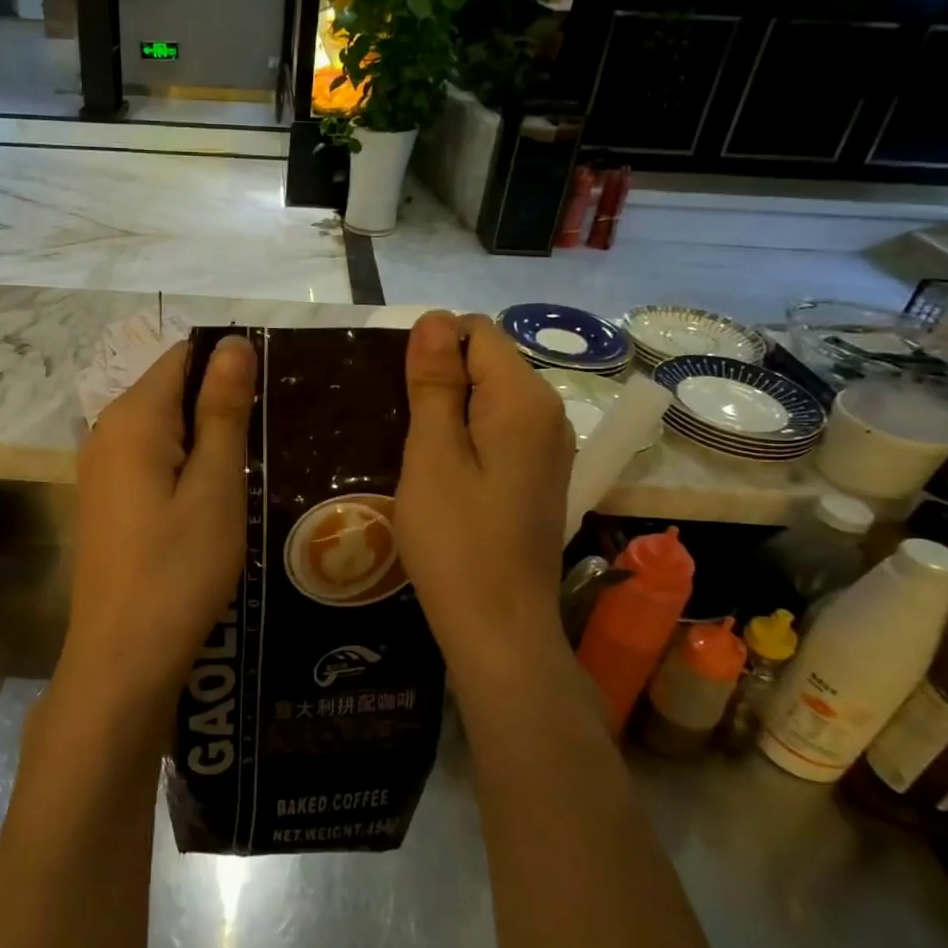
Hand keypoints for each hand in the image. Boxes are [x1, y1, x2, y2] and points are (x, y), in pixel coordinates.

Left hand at [60, 335, 256, 717]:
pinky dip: (186, 465)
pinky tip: (219, 495)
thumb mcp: (214, 487)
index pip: (182, 357)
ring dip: (208, 437)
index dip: (229, 364)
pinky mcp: (107, 500)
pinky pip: (152, 460)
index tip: (274, 391)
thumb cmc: (177, 571)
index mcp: (132, 418)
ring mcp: (101, 469)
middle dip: (221, 402)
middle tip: (275, 433)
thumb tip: (232, 343)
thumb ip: (222, 411)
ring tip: (257, 463)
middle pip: (171, 390)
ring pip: (164, 428)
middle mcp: (106, 431)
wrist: (122, 658)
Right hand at [395, 312, 574, 671]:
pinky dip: (466, 438)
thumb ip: (435, 383)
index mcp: (524, 399)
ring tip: (412, 451)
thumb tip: (435, 318)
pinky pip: (498, 432)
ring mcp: (549, 448)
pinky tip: (440, 474)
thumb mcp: (432, 456)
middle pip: (487, 362)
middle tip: (399, 428)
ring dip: (448, 411)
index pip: (476, 332)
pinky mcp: (539, 476)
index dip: (431, 349)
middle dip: (439, 380)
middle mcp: (549, 413)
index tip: (398, 394)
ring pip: (490, 399)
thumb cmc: (457, 542)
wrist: (499, 628)